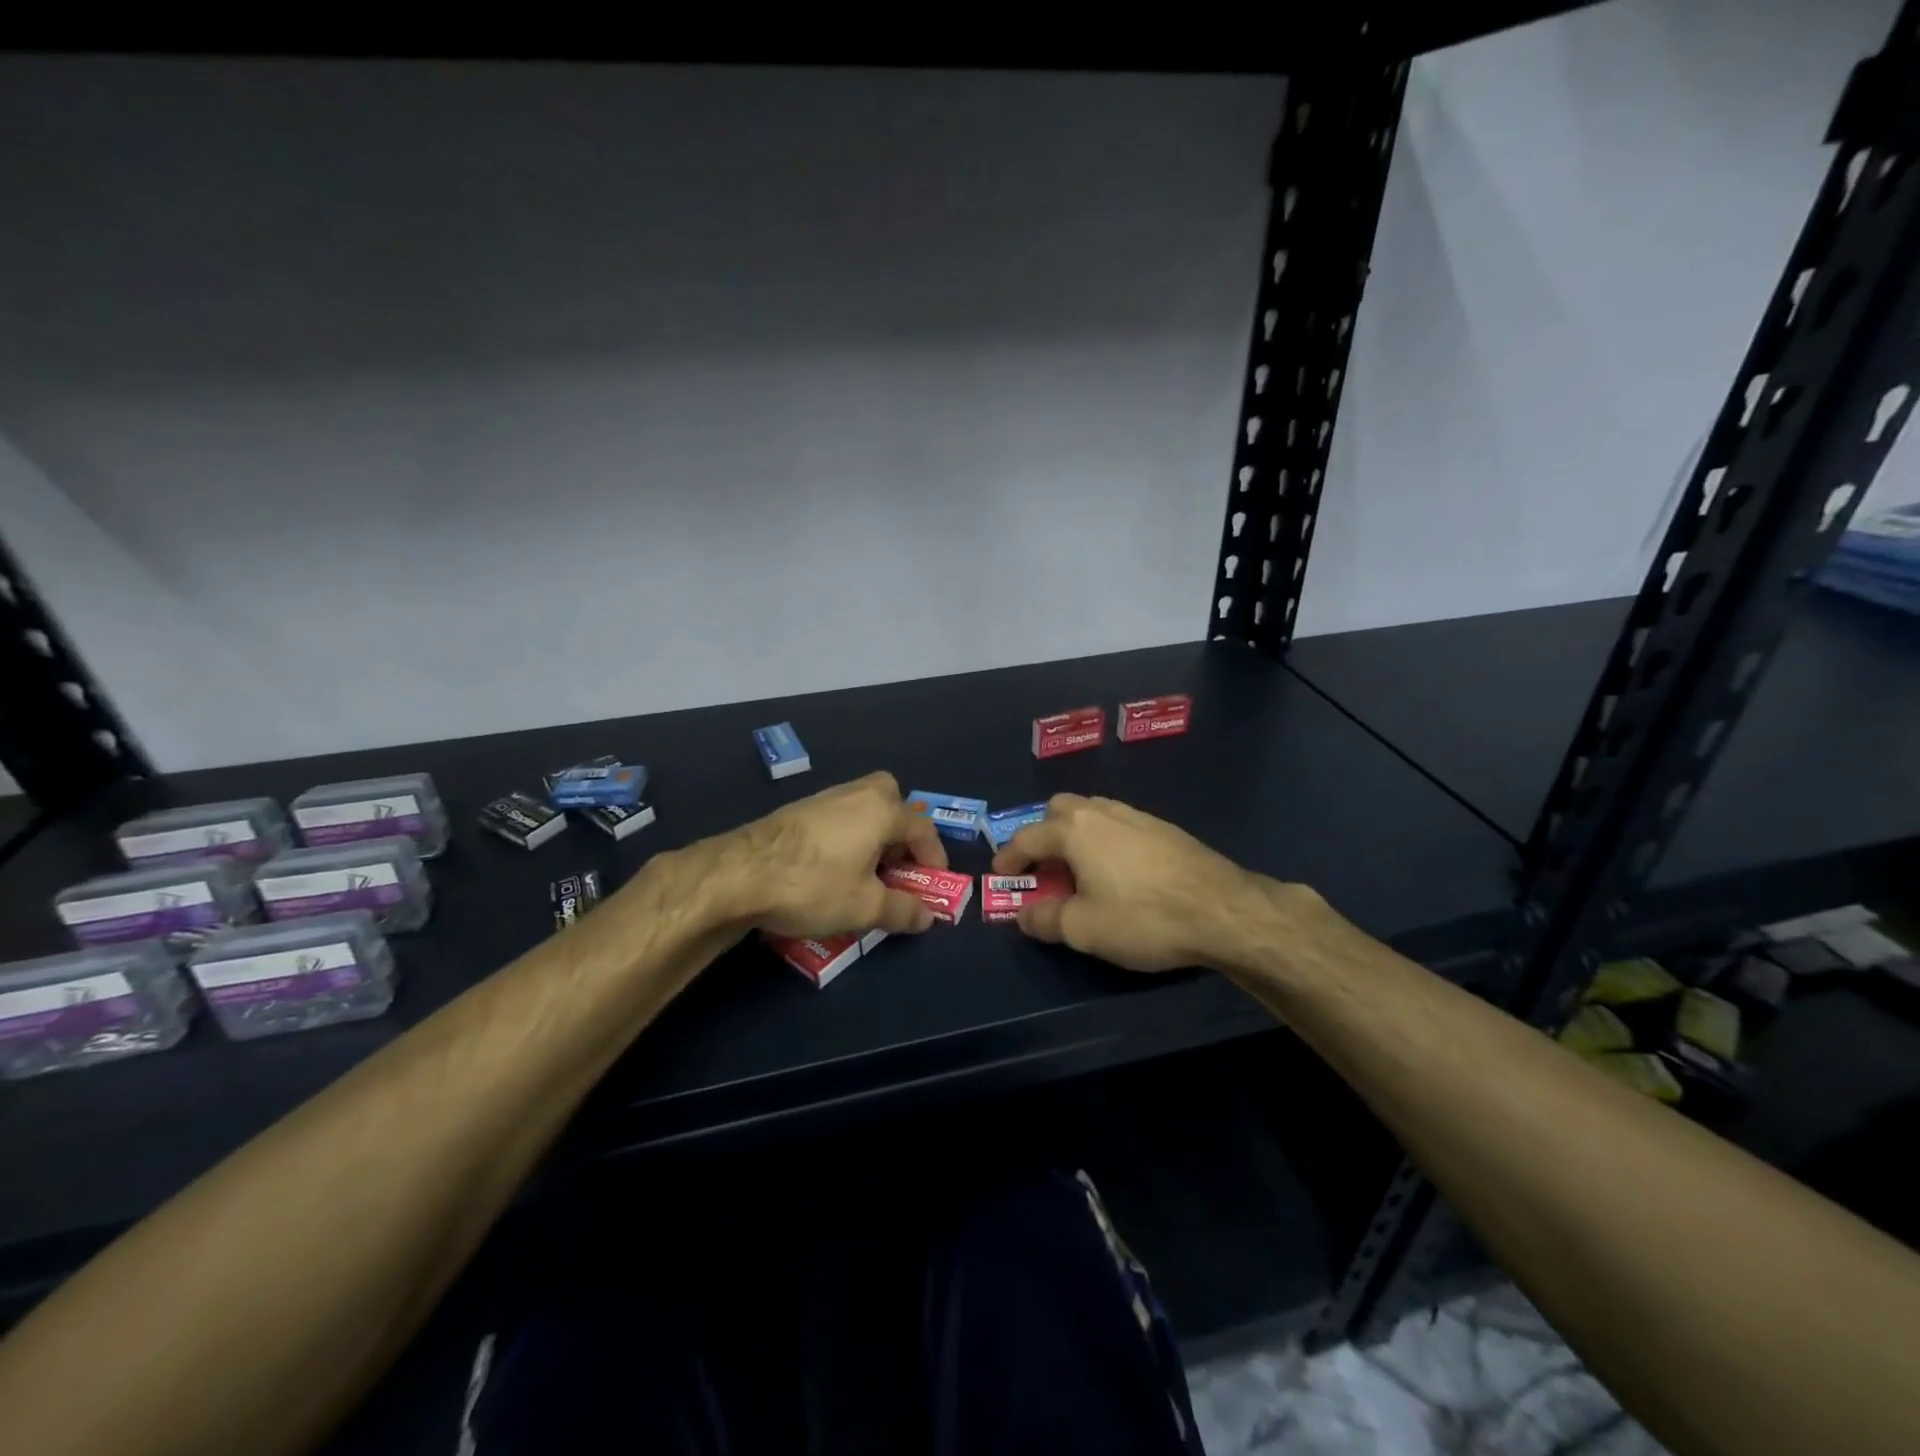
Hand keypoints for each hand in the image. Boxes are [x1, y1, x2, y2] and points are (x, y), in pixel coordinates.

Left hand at [724, 771, 950, 938]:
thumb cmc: (813, 885)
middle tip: (897, 862)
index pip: (922, 828)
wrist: (739, 874)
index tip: (933, 884)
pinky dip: (846, 835)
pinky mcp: (796, 811)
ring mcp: (823, 799)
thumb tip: (927, 916)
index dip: (934, 857)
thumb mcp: (865, 907)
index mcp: (881, 810)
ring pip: (861, 806)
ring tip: (866, 870)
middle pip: (891, 798)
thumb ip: (903, 910)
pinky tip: (832, 866)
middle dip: (901, 828)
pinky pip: (837, 816)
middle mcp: (855, 794)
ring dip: (872, 833)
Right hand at [990, 793, 1270, 972]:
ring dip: (1075, 834)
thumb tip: (1024, 915)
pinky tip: (1118, 869)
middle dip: (1043, 833)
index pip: (1027, 837)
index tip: (1000, 875)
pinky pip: (1119, 823)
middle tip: (1042, 867)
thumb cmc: (1143, 917)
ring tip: (1079, 868)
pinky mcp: (1164, 828)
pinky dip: (1104, 839)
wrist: (1223, 910)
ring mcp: (1136, 815)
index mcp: (1074, 830)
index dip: (1008, 857)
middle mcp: (1101, 812)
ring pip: (1092, 811)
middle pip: (1059, 808)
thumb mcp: (1084, 929)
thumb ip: (1045, 919)